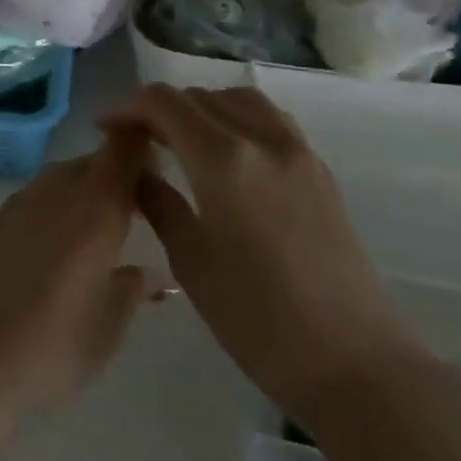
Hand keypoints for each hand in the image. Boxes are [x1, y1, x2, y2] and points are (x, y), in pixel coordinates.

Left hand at [0, 131, 157, 427]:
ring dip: (89, 186)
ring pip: (65, 175)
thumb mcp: (108, 326)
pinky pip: (42, 193)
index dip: (142, 144)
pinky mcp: (1, 220)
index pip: (122, 152)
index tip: (163, 162)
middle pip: (94, 162)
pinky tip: (69, 237)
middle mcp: (59, 193)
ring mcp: (24, 203)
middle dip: (120, 172)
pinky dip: (62, 201)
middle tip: (145, 204)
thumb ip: (131, 290)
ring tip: (109, 223)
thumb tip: (150, 274)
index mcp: (95, 210)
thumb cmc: (54, 346)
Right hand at [103, 85, 431, 428]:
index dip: (127, 108)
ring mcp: (298, 153)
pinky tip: (224, 156)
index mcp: (223, 160)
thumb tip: (135, 172)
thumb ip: (158, 203)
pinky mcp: (320, 172)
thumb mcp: (190, 260)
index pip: (164, 103)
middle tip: (136, 140)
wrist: (354, 364)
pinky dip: (236, 120)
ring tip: (180, 140)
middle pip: (200, 96)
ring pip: (239, 100)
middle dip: (160, 109)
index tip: (106, 129)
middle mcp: (262, 141)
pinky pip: (270, 120)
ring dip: (202, 108)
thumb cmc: (257, 318)